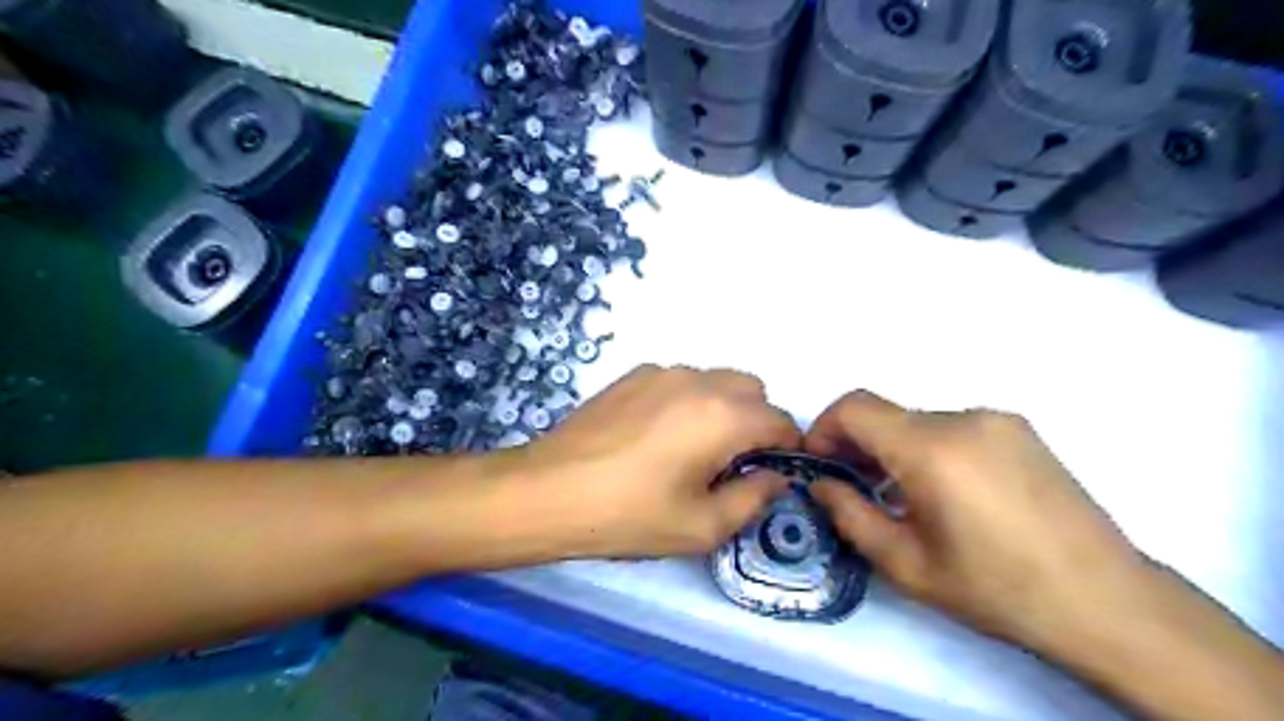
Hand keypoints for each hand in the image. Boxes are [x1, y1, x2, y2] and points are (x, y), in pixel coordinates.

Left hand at [511, 366, 792, 557]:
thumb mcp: (702, 526)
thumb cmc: (630, 515)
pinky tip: (654, 436)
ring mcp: (662, 372)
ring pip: (715, 381)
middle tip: (729, 463)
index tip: (771, 473)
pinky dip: (687, 401)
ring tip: (689, 449)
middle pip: (752, 390)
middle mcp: (699, 381)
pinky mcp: (633, 375)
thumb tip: (774, 477)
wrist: (550, 491)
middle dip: (755, 422)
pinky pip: (680, 381)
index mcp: (723, 416)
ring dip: (721, 408)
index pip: (780, 420)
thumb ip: (753, 498)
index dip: (786, 447)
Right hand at [805, 391, 1148, 650]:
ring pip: (917, 422)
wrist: (1108, 602)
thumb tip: (821, 484)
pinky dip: (930, 449)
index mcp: (931, 449)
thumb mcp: (906, 564)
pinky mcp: (1020, 430)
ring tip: (904, 497)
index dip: (824, 428)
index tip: (822, 464)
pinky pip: (952, 427)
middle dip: (858, 445)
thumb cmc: (996, 589)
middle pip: (886, 415)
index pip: (854, 406)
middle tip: (856, 489)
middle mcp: (963, 418)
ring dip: (895, 449)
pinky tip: (947, 493)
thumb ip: (849, 515)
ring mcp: (997, 420)